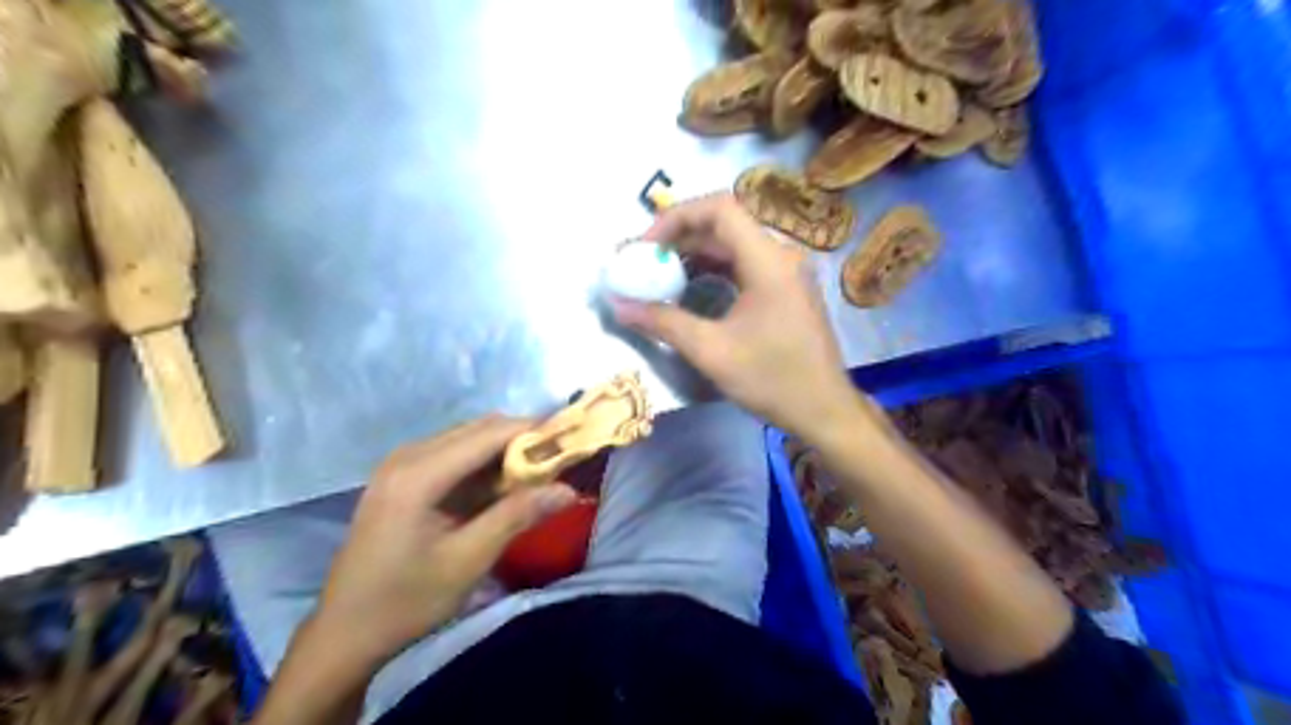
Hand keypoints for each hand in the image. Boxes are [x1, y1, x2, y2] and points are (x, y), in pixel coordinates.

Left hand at [309, 414, 570, 666]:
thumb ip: (517, 516)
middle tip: (560, 460)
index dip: (533, 431)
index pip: (489, 433)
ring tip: (539, 473)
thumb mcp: (467, 561)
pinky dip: (484, 464)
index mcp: (418, 474)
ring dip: (504, 451)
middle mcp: (407, 456)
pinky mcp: (401, 478)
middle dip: (522, 439)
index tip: (571, 440)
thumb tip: (568, 489)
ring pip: (467, 439)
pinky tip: (502, 486)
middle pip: (478, 429)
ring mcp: (401, 465)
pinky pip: (453, 455)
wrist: (344, 634)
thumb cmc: (405, 601)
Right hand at [611, 194, 859, 437]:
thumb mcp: (711, 351)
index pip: (719, 209)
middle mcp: (781, 256)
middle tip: (644, 262)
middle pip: (725, 225)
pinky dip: (714, 271)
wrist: (824, 411)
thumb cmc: (772, 380)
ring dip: (695, 255)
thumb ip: (663, 322)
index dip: (676, 218)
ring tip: (659, 275)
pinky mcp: (787, 290)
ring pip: (734, 246)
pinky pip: (745, 266)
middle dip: (679, 238)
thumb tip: (620, 306)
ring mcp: (787, 273)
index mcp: (768, 261)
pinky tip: (690, 289)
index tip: (647, 247)